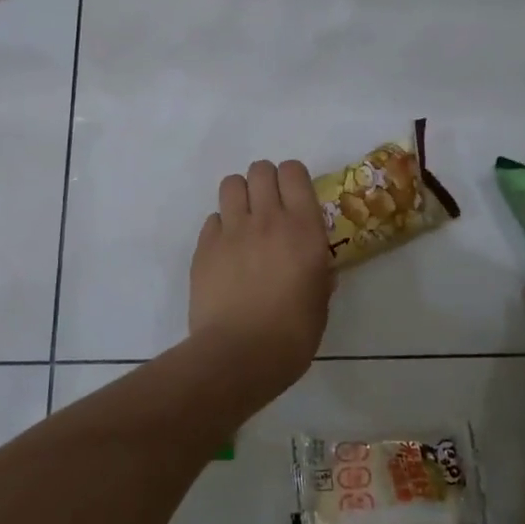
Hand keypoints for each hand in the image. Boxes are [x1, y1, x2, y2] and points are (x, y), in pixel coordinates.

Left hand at [189, 159, 333, 396]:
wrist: (239, 354)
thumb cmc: (292, 334)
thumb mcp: (320, 302)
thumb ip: (319, 276)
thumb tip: (318, 270)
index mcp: (303, 228)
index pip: (294, 171)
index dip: (293, 179)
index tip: (295, 198)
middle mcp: (267, 218)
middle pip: (261, 169)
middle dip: (265, 181)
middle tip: (269, 208)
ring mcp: (232, 230)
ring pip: (231, 183)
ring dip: (240, 195)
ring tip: (244, 221)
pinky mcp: (204, 246)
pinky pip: (212, 218)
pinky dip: (220, 227)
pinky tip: (226, 251)